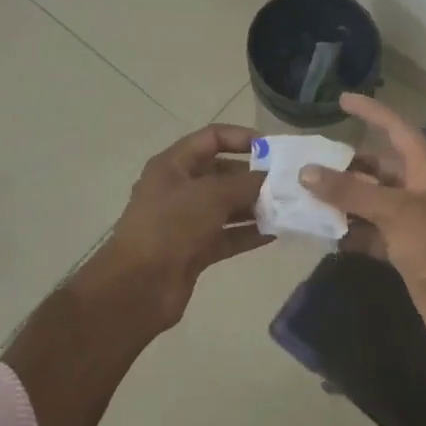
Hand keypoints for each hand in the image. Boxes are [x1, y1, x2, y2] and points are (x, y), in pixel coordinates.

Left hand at [83, 123, 268, 330]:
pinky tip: (275, 233)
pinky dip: (248, 233)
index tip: (273, 149)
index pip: (211, 138)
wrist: (137, 288)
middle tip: (286, 183)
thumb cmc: (170, 227)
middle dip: (253, 177)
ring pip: (226, 206)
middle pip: (222, 173)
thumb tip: (271, 178)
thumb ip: (245, 183)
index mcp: (173, 165)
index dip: (242, 138)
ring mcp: (186, 221)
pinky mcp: (194, 250)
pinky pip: (227, 235)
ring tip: (287, 207)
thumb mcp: (210, 196)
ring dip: (254, 206)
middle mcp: (179, 188)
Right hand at [302, 94, 425, 361]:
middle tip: (309, 162)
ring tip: (305, 195)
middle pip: (377, 167)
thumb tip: (306, 172)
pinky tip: (322, 232)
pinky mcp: (402, 251)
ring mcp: (409, 222)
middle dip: (346, 164)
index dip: (372, 112)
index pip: (396, 129)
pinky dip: (348, 232)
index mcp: (424, 169)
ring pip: (369, 201)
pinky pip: (368, 233)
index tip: (342, 100)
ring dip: (342, 200)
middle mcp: (416, 190)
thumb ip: (350, 190)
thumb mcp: (394, 211)